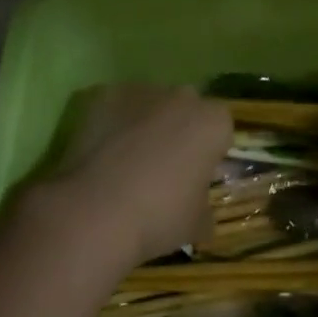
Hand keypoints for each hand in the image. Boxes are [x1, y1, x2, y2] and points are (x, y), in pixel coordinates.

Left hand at [52, 85, 232, 266]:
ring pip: (152, 104)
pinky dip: (114, 123)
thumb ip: (204, 211)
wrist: (95, 211)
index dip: (210, 153)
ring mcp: (142, 91)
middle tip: (164, 168)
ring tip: (127, 163)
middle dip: (180, 130)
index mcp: (213, 123)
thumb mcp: (195, 225)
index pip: (222, 130)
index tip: (197, 177)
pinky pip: (117, 107)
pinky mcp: (105, 95)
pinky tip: (102, 154)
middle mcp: (182, 97)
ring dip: (147, 124)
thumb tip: (202, 217)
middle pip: (187, 109)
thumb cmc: (158, 216)